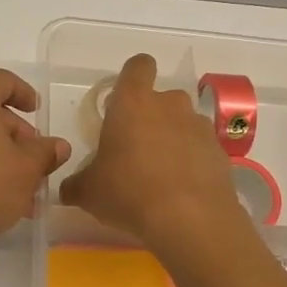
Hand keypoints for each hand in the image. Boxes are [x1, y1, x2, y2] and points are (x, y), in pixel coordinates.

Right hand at [60, 54, 246, 244]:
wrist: (190, 220)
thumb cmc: (129, 192)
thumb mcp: (89, 192)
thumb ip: (76, 184)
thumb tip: (66, 189)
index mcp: (133, 102)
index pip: (138, 66)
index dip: (133, 76)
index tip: (123, 99)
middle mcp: (170, 105)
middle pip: (162, 98)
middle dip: (151, 116)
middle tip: (136, 148)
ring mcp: (199, 127)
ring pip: (183, 123)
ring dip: (173, 139)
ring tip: (161, 173)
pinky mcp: (220, 153)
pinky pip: (201, 149)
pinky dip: (192, 162)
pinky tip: (181, 190)